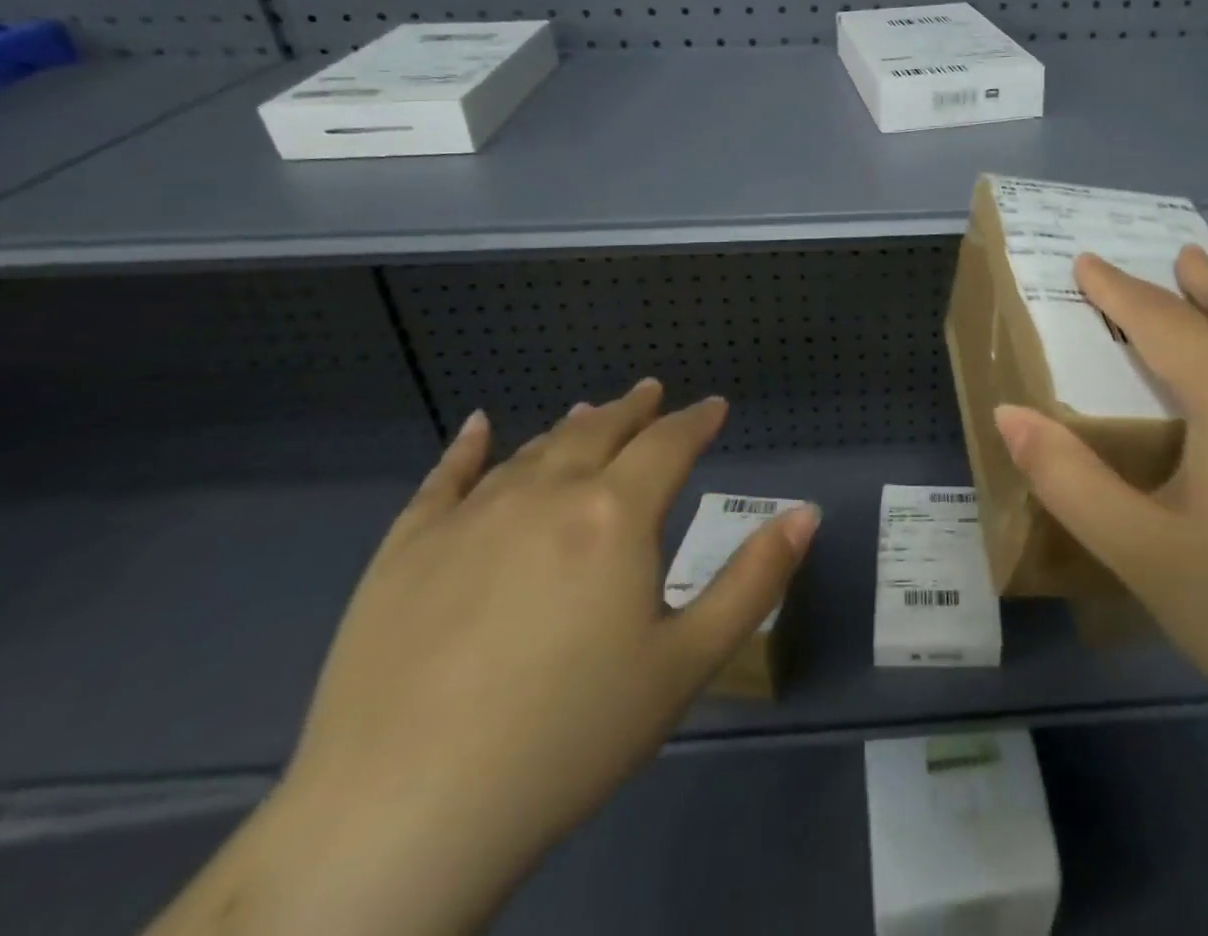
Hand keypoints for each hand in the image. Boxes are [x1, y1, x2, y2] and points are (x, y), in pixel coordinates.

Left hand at [260, 382, 819, 932]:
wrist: (400, 816)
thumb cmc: (568, 737)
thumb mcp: (685, 664)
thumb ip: (753, 581)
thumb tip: (806, 512)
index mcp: (615, 515)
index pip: (668, 444)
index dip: (697, 420)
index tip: (714, 406)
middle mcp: (545, 494)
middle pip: (600, 432)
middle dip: (634, 410)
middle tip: (651, 392)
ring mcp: (469, 517)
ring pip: (533, 451)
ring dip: (570, 426)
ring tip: (590, 411)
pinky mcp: (405, 550)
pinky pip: (443, 479)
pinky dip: (467, 447)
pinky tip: (478, 426)